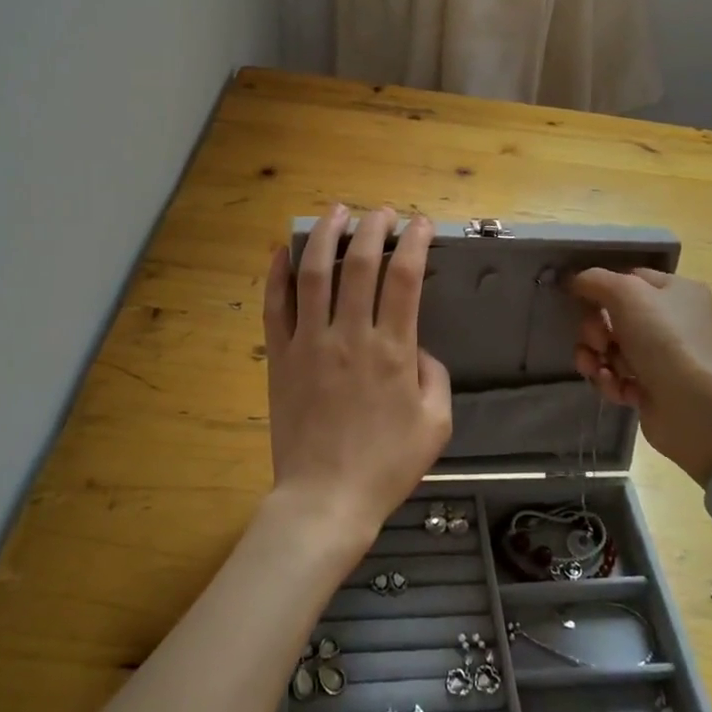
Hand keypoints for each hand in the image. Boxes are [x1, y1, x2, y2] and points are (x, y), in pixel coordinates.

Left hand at [263, 205, 452, 545]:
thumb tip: (417, 347)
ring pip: (314, 275)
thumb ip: (434, 376)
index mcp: (393, 351)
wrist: (325, 499)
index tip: (420, 224)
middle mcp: (350, 337)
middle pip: (360, 265)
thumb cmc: (386, 465)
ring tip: (334, 212)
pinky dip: (278, 275)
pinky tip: (283, 252)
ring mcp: (310, 344)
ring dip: (324, 237)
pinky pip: (275, 307)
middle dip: (372, 229)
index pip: (405, 279)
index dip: (414, 243)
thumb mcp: (436, 424)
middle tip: (380, 212)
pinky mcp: (280, 358)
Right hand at [569, 268, 711, 486]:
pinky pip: (618, 377)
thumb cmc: (663, 339)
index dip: (602, 288)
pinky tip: (615, 387)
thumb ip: (595, 280)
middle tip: (598, 342)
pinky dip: (611, 381)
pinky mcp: (653, 389)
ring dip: (596, 358)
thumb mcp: (626, 293)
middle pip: (615, 316)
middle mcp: (673, 322)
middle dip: (595, 330)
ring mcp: (664, 358)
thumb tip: (575, 281)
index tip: (579, 299)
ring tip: (597, 368)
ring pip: (611, 349)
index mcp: (677, 291)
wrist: (693, 407)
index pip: (629, 279)